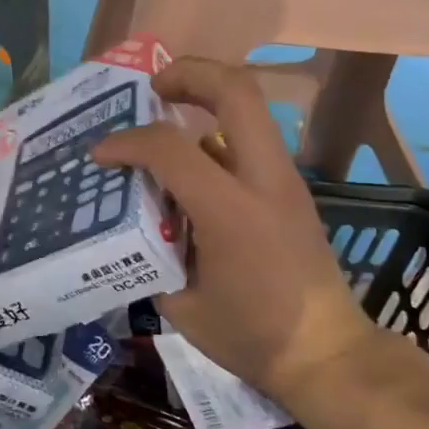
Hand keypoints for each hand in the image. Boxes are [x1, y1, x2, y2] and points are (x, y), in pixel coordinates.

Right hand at [92, 58, 387, 400]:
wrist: (327, 354)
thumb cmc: (252, 337)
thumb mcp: (181, 305)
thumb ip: (152, 255)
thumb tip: (136, 227)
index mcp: (229, 211)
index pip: (170, 148)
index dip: (127, 142)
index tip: (101, 154)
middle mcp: (263, 180)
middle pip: (235, 90)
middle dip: (188, 73)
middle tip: (152, 89)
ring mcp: (286, 180)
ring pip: (249, 110)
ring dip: (205, 102)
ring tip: (166, 124)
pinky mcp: (293, 190)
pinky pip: (251, 142)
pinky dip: (217, 138)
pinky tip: (193, 174)